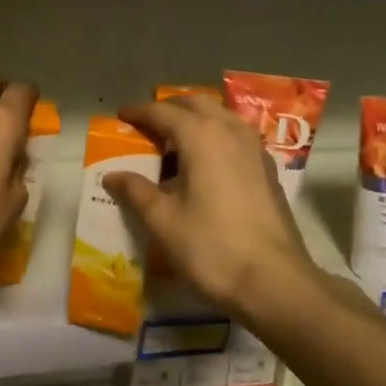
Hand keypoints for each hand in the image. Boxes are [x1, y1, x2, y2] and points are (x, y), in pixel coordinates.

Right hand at [103, 93, 316, 317]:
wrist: (274, 281)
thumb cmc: (211, 247)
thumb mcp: (163, 221)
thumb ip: (136, 191)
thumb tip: (112, 175)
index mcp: (201, 136)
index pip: (164, 112)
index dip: (139, 112)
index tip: (121, 115)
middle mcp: (230, 131)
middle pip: (196, 104)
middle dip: (170, 107)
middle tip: (148, 124)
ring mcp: (254, 148)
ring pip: (221, 116)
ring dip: (196, 119)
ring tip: (175, 141)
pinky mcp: (268, 169)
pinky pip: (236, 136)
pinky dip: (216, 136)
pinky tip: (206, 163)